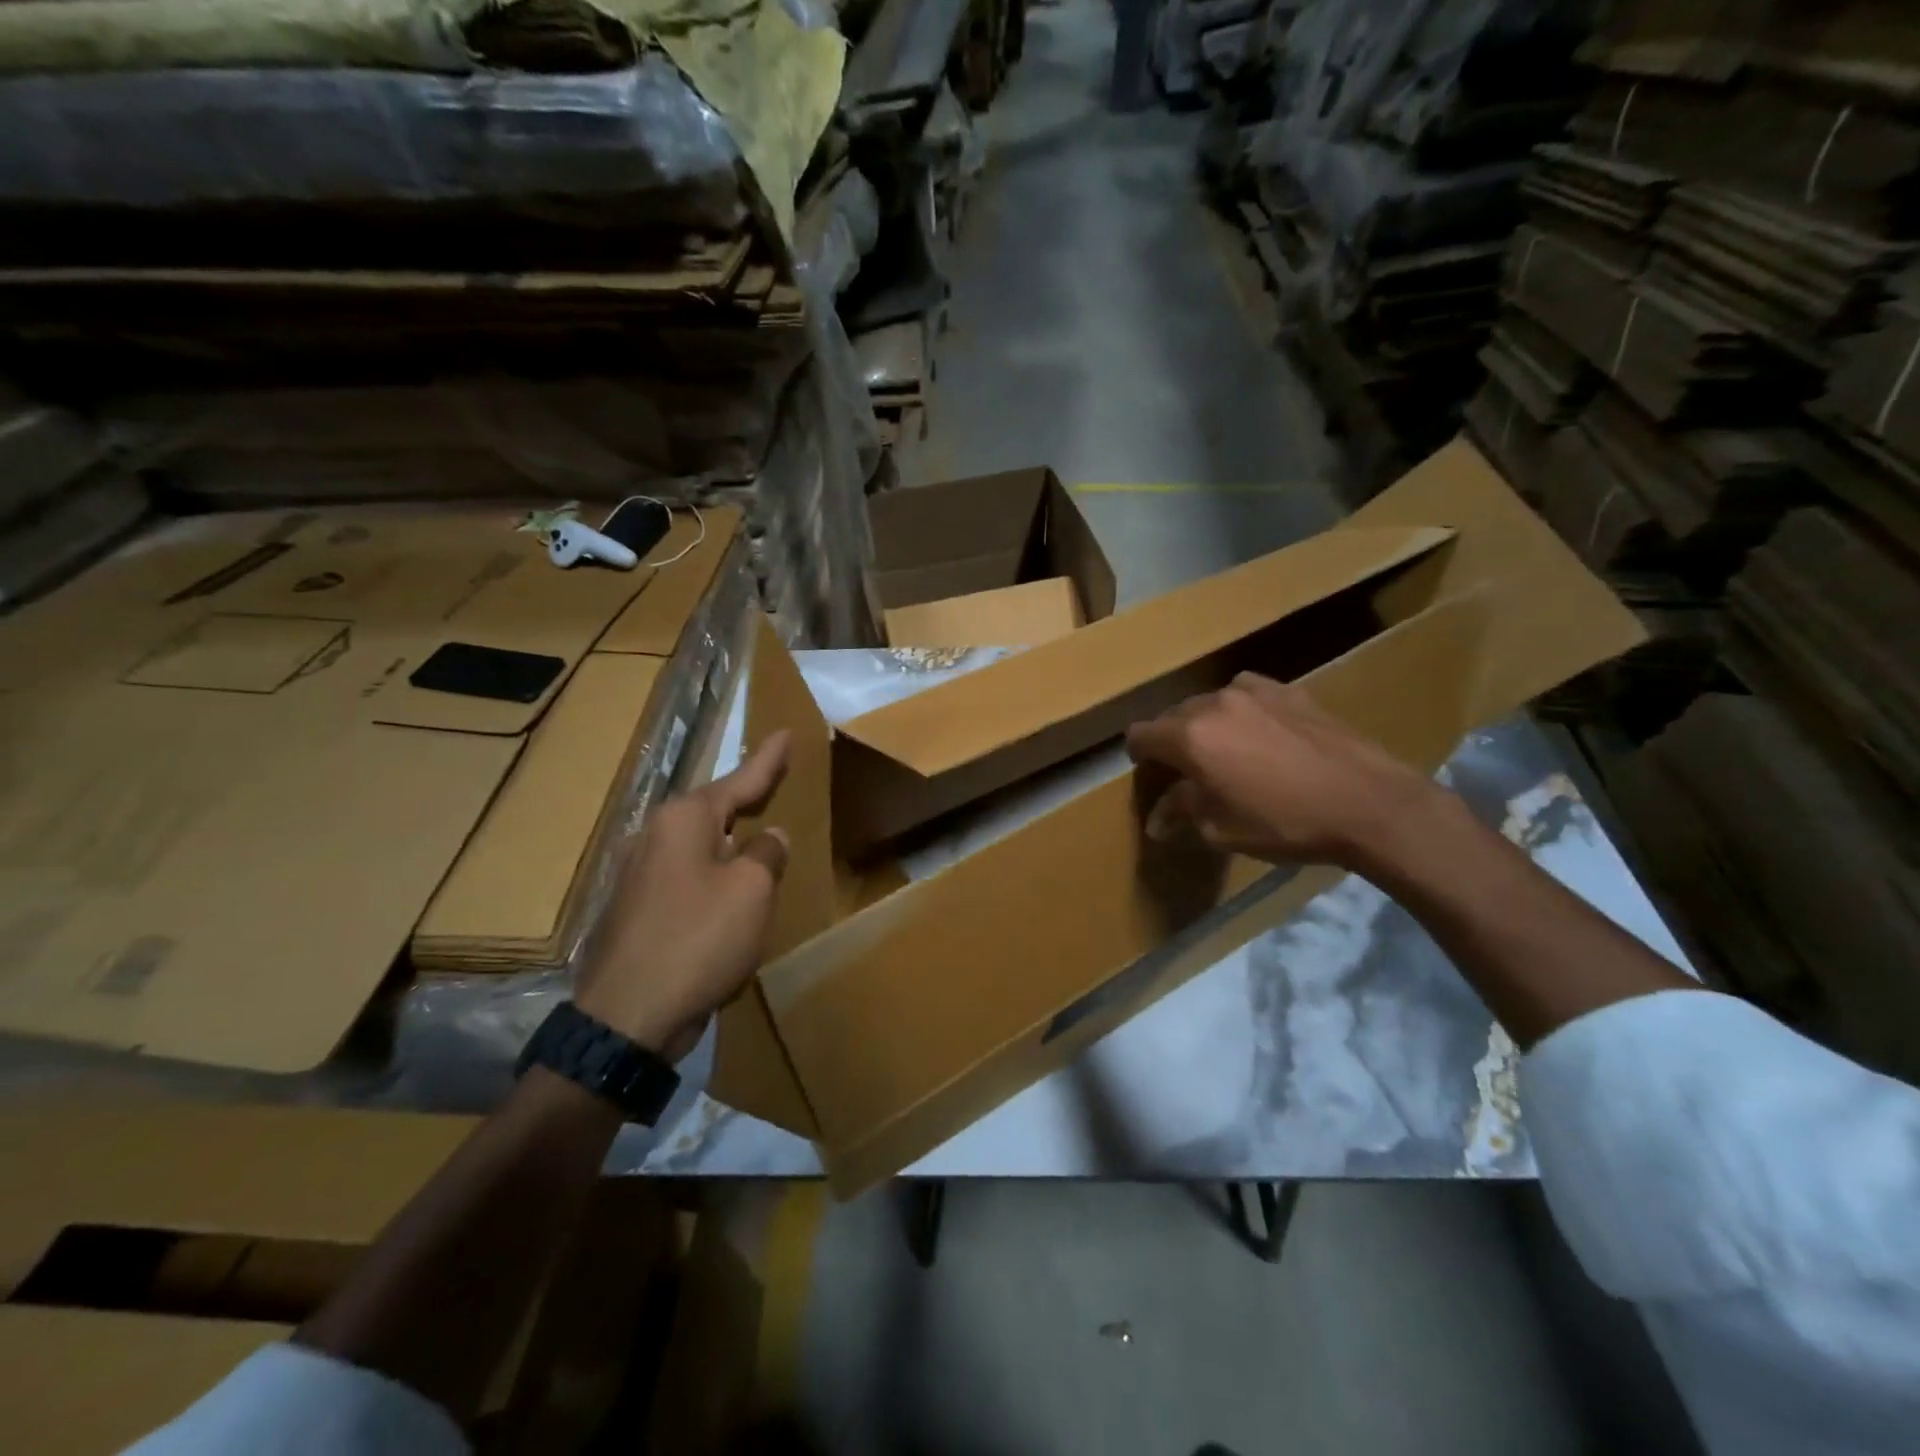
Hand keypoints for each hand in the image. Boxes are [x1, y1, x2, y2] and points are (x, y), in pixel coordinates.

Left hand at [576, 732, 791, 1060]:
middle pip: (713, 809)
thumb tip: (768, 838)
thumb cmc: (699, 939)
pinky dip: (713, 875)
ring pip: (699, 845)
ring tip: (755, 833)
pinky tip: (727, 889)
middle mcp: (655, 836)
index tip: (786, 733)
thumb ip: (766, 854)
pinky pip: (687, 877)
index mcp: (684, 820)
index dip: (767, 759)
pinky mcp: (636, 909)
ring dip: (729, 841)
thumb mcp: (752, 891)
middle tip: (774, 780)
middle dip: (744, 797)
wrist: (627, 1018)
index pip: (739, 780)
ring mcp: (639, 873)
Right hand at [1125, 672, 1452, 873]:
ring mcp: (1253, 691)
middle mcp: (1213, 703)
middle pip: (1173, 716)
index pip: (1140, 735)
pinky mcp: (1288, 690)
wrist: (1368, 802)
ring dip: (1207, 725)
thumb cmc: (1285, 822)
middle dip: (1172, 741)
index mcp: (1189, 737)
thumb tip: (1158, 819)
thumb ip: (1182, 812)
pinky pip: (1246, 694)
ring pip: (1210, 703)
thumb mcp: (1222, 829)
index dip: (1138, 755)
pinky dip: (1241, 712)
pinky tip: (1261, 735)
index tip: (1149, 773)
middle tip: (1189, 771)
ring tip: (1227, 752)